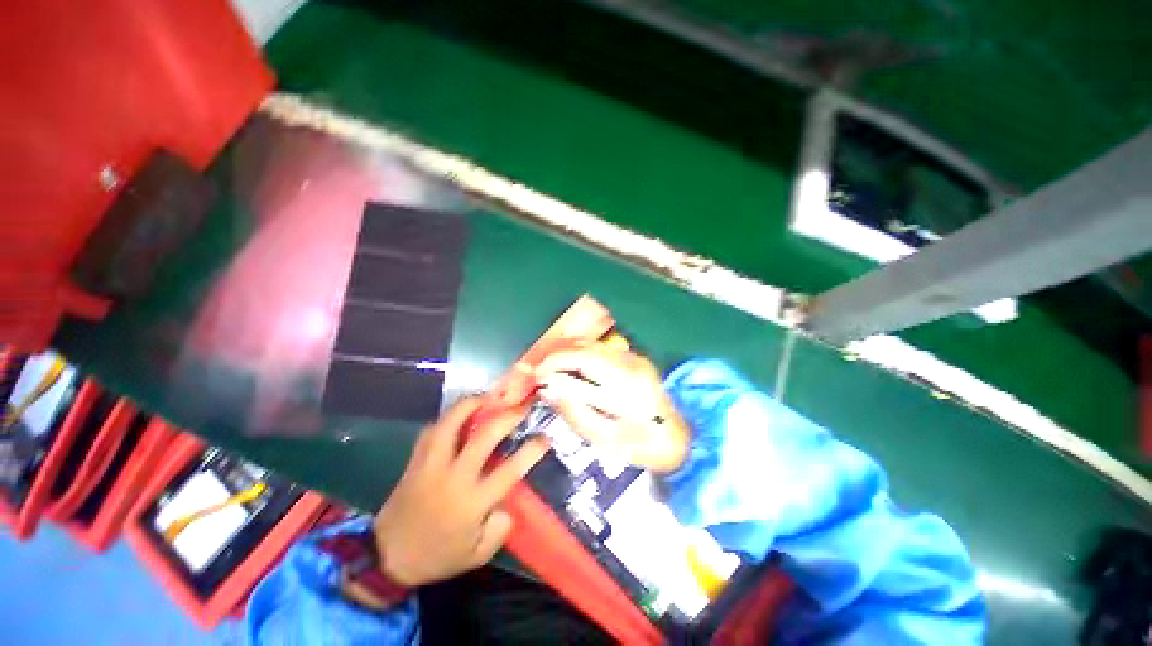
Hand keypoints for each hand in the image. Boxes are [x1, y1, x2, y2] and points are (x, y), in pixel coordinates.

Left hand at [372, 398, 547, 587]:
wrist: (387, 557)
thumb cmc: (438, 557)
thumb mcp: (478, 554)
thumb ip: (500, 528)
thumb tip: (509, 502)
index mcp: (473, 502)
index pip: (510, 470)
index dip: (532, 451)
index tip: (545, 437)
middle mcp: (454, 477)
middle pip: (483, 437)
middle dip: (506, 417)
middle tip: (521, 406)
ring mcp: (432, 465)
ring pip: (451, 425)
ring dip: (471, 405)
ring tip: (487, 396)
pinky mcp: (415, 461)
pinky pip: (431, 431)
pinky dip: (447, 419)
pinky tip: (458, 414)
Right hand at [535, 343, 689, 472]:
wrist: (684, 437)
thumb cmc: (646, 445)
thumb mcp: (607, 440)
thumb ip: (575, 413)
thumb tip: (548, 389)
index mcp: (625, 385)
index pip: (581, 361)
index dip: (552, 364)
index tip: (533, 375)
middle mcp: (629, 363)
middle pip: (584, 347)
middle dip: (555, 354)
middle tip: (535, 369)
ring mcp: (633, 358)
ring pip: (590, 344)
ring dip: (565, 352)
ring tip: (546, 367)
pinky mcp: (633, 358)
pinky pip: (598, 349)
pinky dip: (577, 354)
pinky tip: (567, 366)